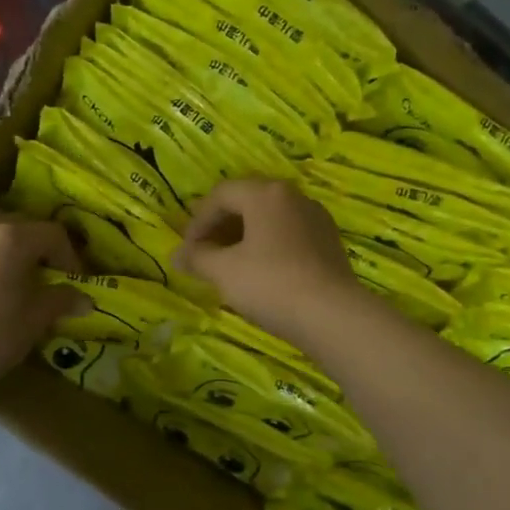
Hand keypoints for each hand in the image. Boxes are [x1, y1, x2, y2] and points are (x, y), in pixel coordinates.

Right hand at [173, 179, 368, 344]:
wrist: (333, 315)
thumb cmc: (270, 284)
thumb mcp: (223, 271)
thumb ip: (197, 258)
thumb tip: (176, 255)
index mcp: (266, 194)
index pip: (221, 195)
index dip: (197, 221)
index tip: (186, 250)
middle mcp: (293, 197)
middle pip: (247, 202)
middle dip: (220, 227)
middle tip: (203, 254)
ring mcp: (315, 218)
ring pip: (269, 219)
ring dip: (243, 237)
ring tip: (228, 265)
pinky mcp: (328, 242)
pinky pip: (288, 235)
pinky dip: (267, 246)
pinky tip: (260, 272)